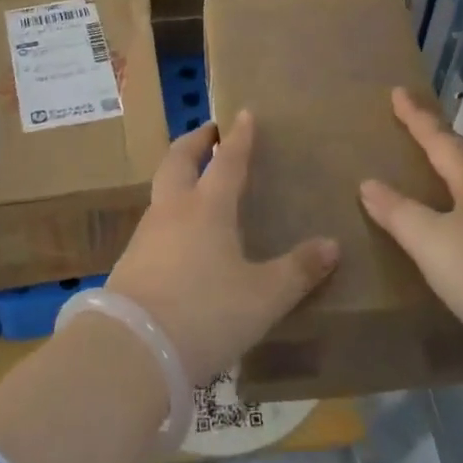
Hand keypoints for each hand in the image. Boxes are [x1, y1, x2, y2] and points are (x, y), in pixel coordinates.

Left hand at [106, 110, 339, 385]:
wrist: (132, 350)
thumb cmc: (205, 313)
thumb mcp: (263, 297)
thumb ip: (298, 271)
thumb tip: (332, 245)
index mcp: (208, 207)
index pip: (227, 161)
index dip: (239, 137)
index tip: (244, 113)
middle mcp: (174, 209)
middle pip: (179, 160)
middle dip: (195, 141)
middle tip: (209, 132)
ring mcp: (146, 233)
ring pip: (162, 188)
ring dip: (178, 173)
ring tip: (196, 179)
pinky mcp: (130, 260)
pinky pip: (154, 220)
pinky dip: (169, 209)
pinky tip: (178, 232)